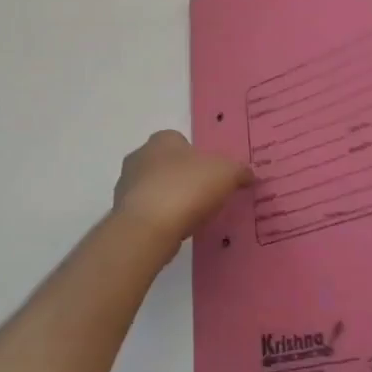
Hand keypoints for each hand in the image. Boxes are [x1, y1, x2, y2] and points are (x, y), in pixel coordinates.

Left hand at [112, 131, 253, 248]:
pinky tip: (176, 231)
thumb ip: (239, 170)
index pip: (181, 141)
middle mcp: (140, 156)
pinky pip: (148, 213)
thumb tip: (249, 174)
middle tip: (206, 197)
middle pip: (168, 165)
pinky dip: (161, 220)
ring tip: (193, 218)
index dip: (198, 158)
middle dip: (184, 179)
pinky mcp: (123, 213)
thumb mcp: (226, 173)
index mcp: (162, 139)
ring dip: (171, 200)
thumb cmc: (187, 188)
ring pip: (156, 189)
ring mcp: (127, 185)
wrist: (148, 227)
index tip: (212, 176)